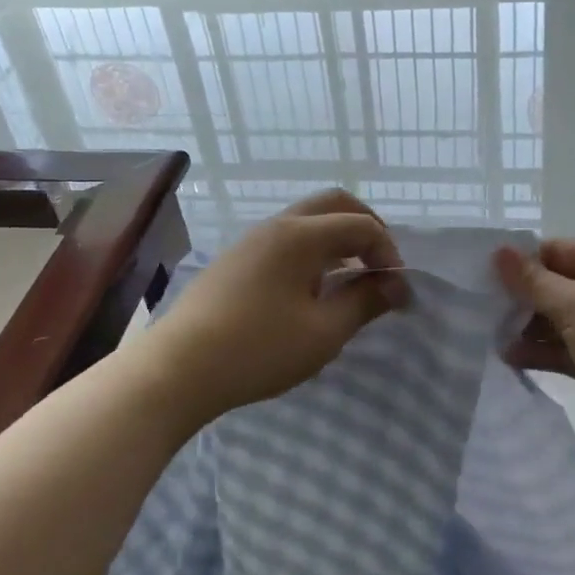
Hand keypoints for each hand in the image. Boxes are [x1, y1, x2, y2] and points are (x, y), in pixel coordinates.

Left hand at [147, 190, 410, 420]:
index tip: (397, 292)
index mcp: (301, 235)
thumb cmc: (258, 349)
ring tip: (351, 278)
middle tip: (381, 265)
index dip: (389, 253)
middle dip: (367, 228)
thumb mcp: (323, 332)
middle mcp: (276, 225)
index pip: (362, 225)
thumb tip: (395, 286)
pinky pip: (286, 238)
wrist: (177, 370)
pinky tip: (313, 288)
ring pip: (307, 220)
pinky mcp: (236, 260)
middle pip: (334, 204)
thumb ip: (364, 302)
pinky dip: (313, 250)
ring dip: (338, 238)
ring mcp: (251, 240)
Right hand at [494, 240, 574, 462]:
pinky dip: (541, 351)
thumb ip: (532, 281)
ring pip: (558, 319)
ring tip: (491, 335)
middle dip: (521, 297)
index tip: (483, 275)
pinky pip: (565, 348)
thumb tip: (498, 251)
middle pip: (556, 284)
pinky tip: (510, 358)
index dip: (522, 261)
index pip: (558, 250)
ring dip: (527, 327)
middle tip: (482, 308)